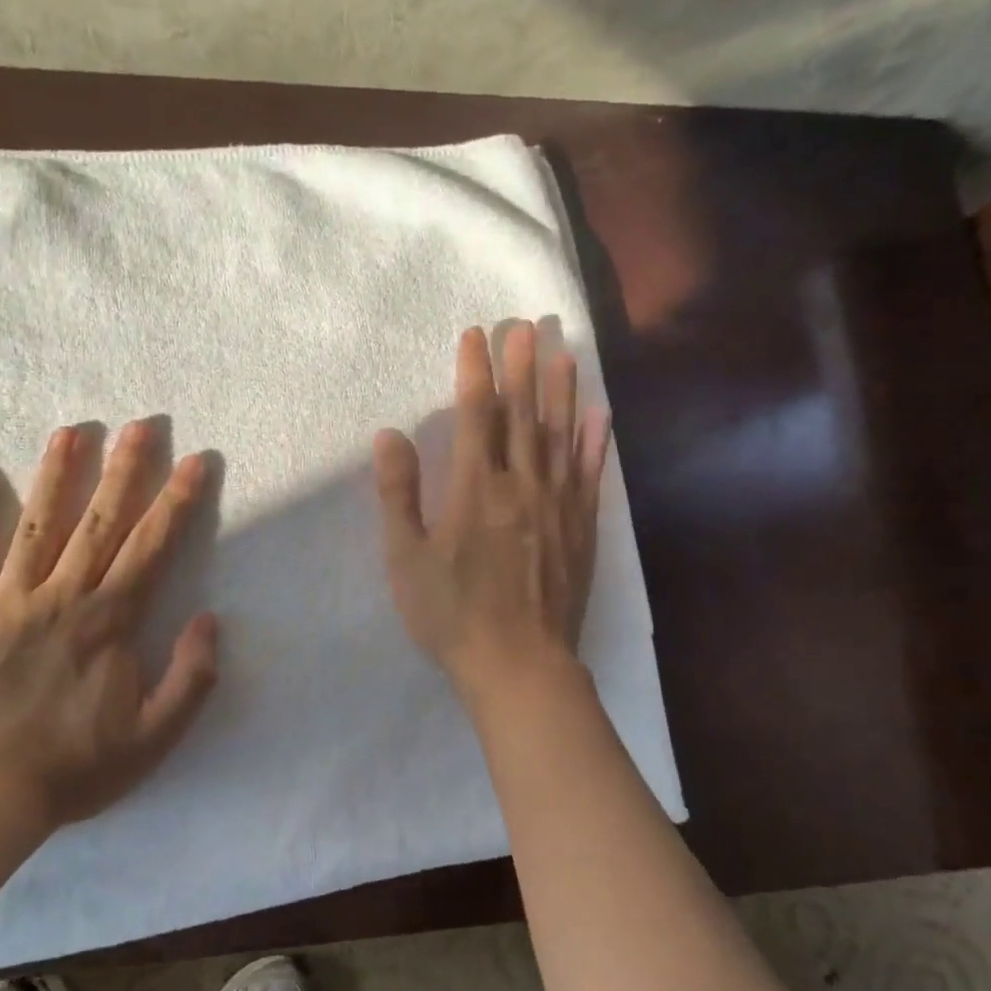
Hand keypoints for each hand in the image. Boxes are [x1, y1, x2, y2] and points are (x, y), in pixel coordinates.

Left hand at [0, 422, 219, 829]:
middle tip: (142, 425)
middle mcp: (61, 597)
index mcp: (109, 621)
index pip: (152, 546)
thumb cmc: (75, 768)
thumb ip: (191, 678)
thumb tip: (210, 620)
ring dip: (56, 475)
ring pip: (36, 526)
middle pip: (99, 521)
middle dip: (125, 469)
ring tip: (71, 431)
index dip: (177, 500)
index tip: (196, 461)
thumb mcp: (154, 738)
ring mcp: (6, 602)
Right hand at [372, 323, 610, 701]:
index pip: (477, 415)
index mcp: (476, 489)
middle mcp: (522, 485)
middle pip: (523, 414)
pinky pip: (589, 474)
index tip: (476, 334)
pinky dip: (595, 441)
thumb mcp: (406, 558)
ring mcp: (558, 505)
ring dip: (562, 390)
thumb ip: (398, 493)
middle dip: (522, 366)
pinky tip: (600, 414)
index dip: (475, 372)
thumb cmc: (452, 615)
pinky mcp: (581, 528)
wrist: (519, 665)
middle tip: (527, 325)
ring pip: (560, 435)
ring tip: (564, 350)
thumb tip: (390, 434)